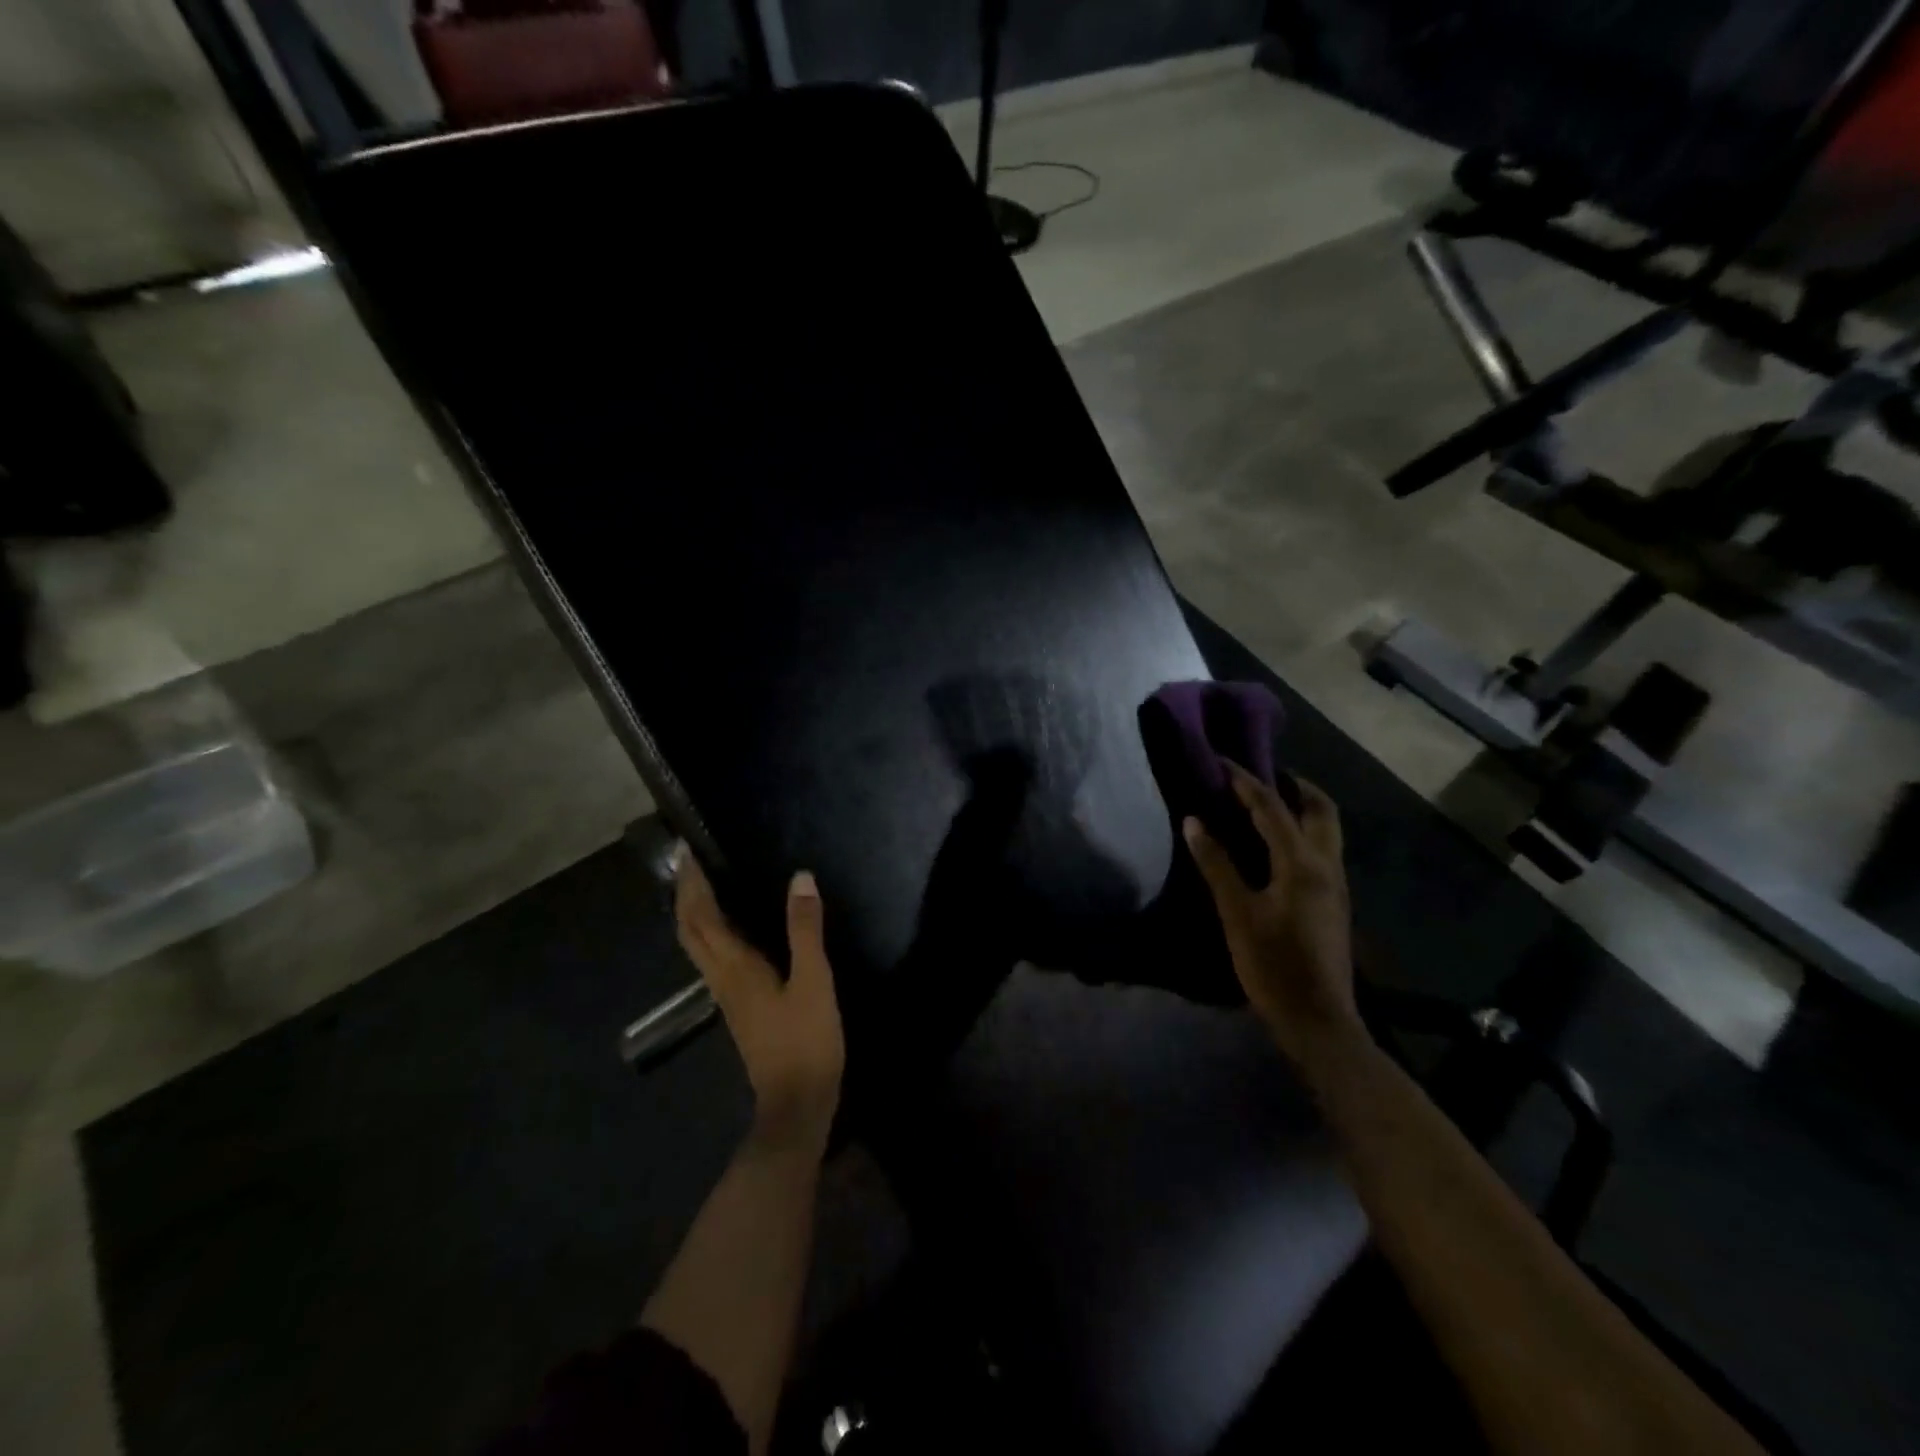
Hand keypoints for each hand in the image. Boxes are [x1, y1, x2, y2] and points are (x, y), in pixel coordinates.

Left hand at [674, 850, 845, 1150]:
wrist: (796, 1104)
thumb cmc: (806, 1041)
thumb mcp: (814, 981)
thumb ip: (805, 930)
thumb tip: (800, 878)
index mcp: (735, 967)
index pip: (701, 916)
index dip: (692, 883)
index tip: (687, 851)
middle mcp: (721, 978)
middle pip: (689, 930)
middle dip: (684, 893)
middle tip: (689, 861)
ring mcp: (727, 996)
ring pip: (697, 946)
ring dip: (693, 912)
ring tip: (703, 884)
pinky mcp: (739, 1007)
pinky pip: (713, 957)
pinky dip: (710, 932)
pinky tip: (729, 927)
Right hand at [1184, 766, 1364, 1070]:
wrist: (1318, 1020)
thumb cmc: (1272, 965)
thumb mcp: (1237, 913)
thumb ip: (1216, 864)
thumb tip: (1194, 821)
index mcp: (1302, 863)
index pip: (1272, 807)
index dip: (1245, 780)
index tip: (1223, 760)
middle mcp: (1327, 865)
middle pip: (1320, 808)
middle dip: (1293, 784)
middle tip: (1261, 775)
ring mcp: (1337, 884)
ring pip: (1327, 828)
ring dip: (1301, 807)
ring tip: (1265, 802)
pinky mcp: (1335, 901)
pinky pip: (1323, 848)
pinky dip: (1302, 830)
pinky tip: (1275, 843)